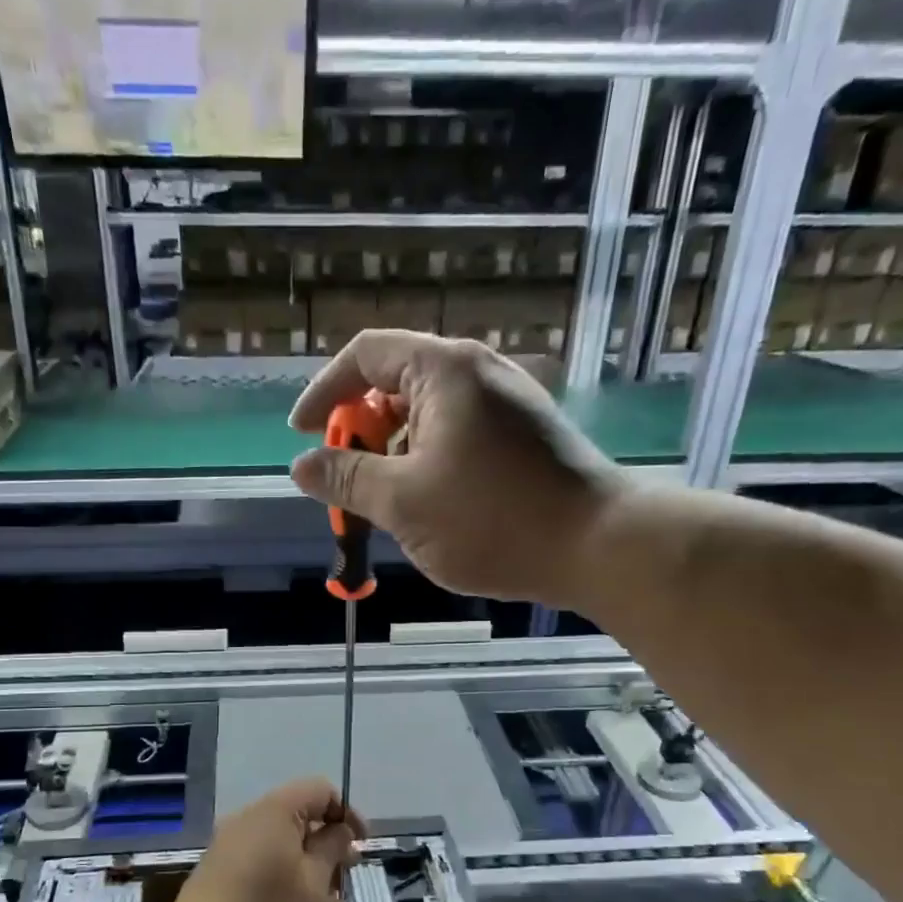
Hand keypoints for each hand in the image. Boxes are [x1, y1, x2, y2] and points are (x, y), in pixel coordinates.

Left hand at [167, 778, 364, 901]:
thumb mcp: (314, 886)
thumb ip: (331, 849)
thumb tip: (339, 828)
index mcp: (273, 812)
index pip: (318, 790)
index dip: (345, 812)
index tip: (360, 846)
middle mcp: (245, 820)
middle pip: (295, 813)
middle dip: (325, 840)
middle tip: (344, 877)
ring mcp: (225, 846)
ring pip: (276, 839)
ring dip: (304, 860)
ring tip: (320, 899)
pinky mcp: (214, 872)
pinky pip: (256, 857)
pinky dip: (280, 871)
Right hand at [288, 329, 621, 605]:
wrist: (600, 546)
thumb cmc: (493, 520)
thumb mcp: (402, 502)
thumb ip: (346, 478)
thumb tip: (302, 465)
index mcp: (444, 370)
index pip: (364, 355)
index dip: (324, 392)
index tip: (302, 435)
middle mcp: (478, 371)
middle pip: (395, 383)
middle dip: (360, 431)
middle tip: (347, 482)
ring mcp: (508, 401)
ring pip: (428, 414)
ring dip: (394, 452)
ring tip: (387, 504)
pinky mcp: (526, 433)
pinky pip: (459, 433)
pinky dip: (429, 460)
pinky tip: (431, 506)